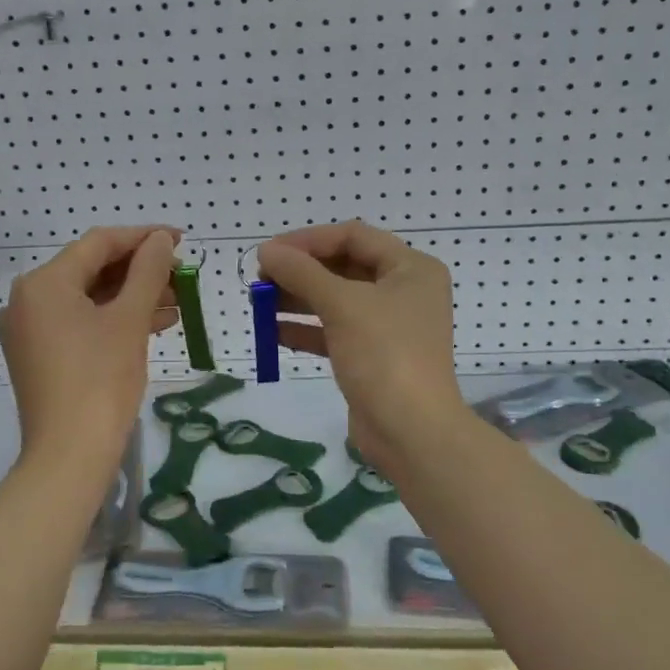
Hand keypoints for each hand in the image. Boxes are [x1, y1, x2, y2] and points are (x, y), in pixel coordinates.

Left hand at [0, 226, 179, 474]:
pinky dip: (115, 319)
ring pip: (89, 298)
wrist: (69, 457)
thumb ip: (148, 271)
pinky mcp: (40, 356)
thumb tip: (159, 239)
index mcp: (43, 283)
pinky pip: (81, 323)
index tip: (180, 239)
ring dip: (132, 296)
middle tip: (181, 275)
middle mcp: (28, 300)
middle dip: (140, 270)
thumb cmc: (101, 380)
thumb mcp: (130, 319)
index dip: (143, 238)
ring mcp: (30, 330)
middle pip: (91, 269)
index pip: (98, 244)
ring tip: (178, 300)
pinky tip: (155, 323)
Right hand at [256, 221, 468, 469]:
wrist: (411, 433)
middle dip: (300, 271)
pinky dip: (305, 329)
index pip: (353, 236)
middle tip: (260, 279)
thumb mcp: (342, 305)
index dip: (308, 240)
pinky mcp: (372, 355)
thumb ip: (302, 273)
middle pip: (343, 266)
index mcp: (410, 268)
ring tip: (258, 303)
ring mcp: (388, 325)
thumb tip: (265, 251)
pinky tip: (272, 332)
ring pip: (336, 300)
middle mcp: (403, 291)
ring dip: (297, 299)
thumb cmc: (384, 355)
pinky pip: (334, 331)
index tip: (269, 252)